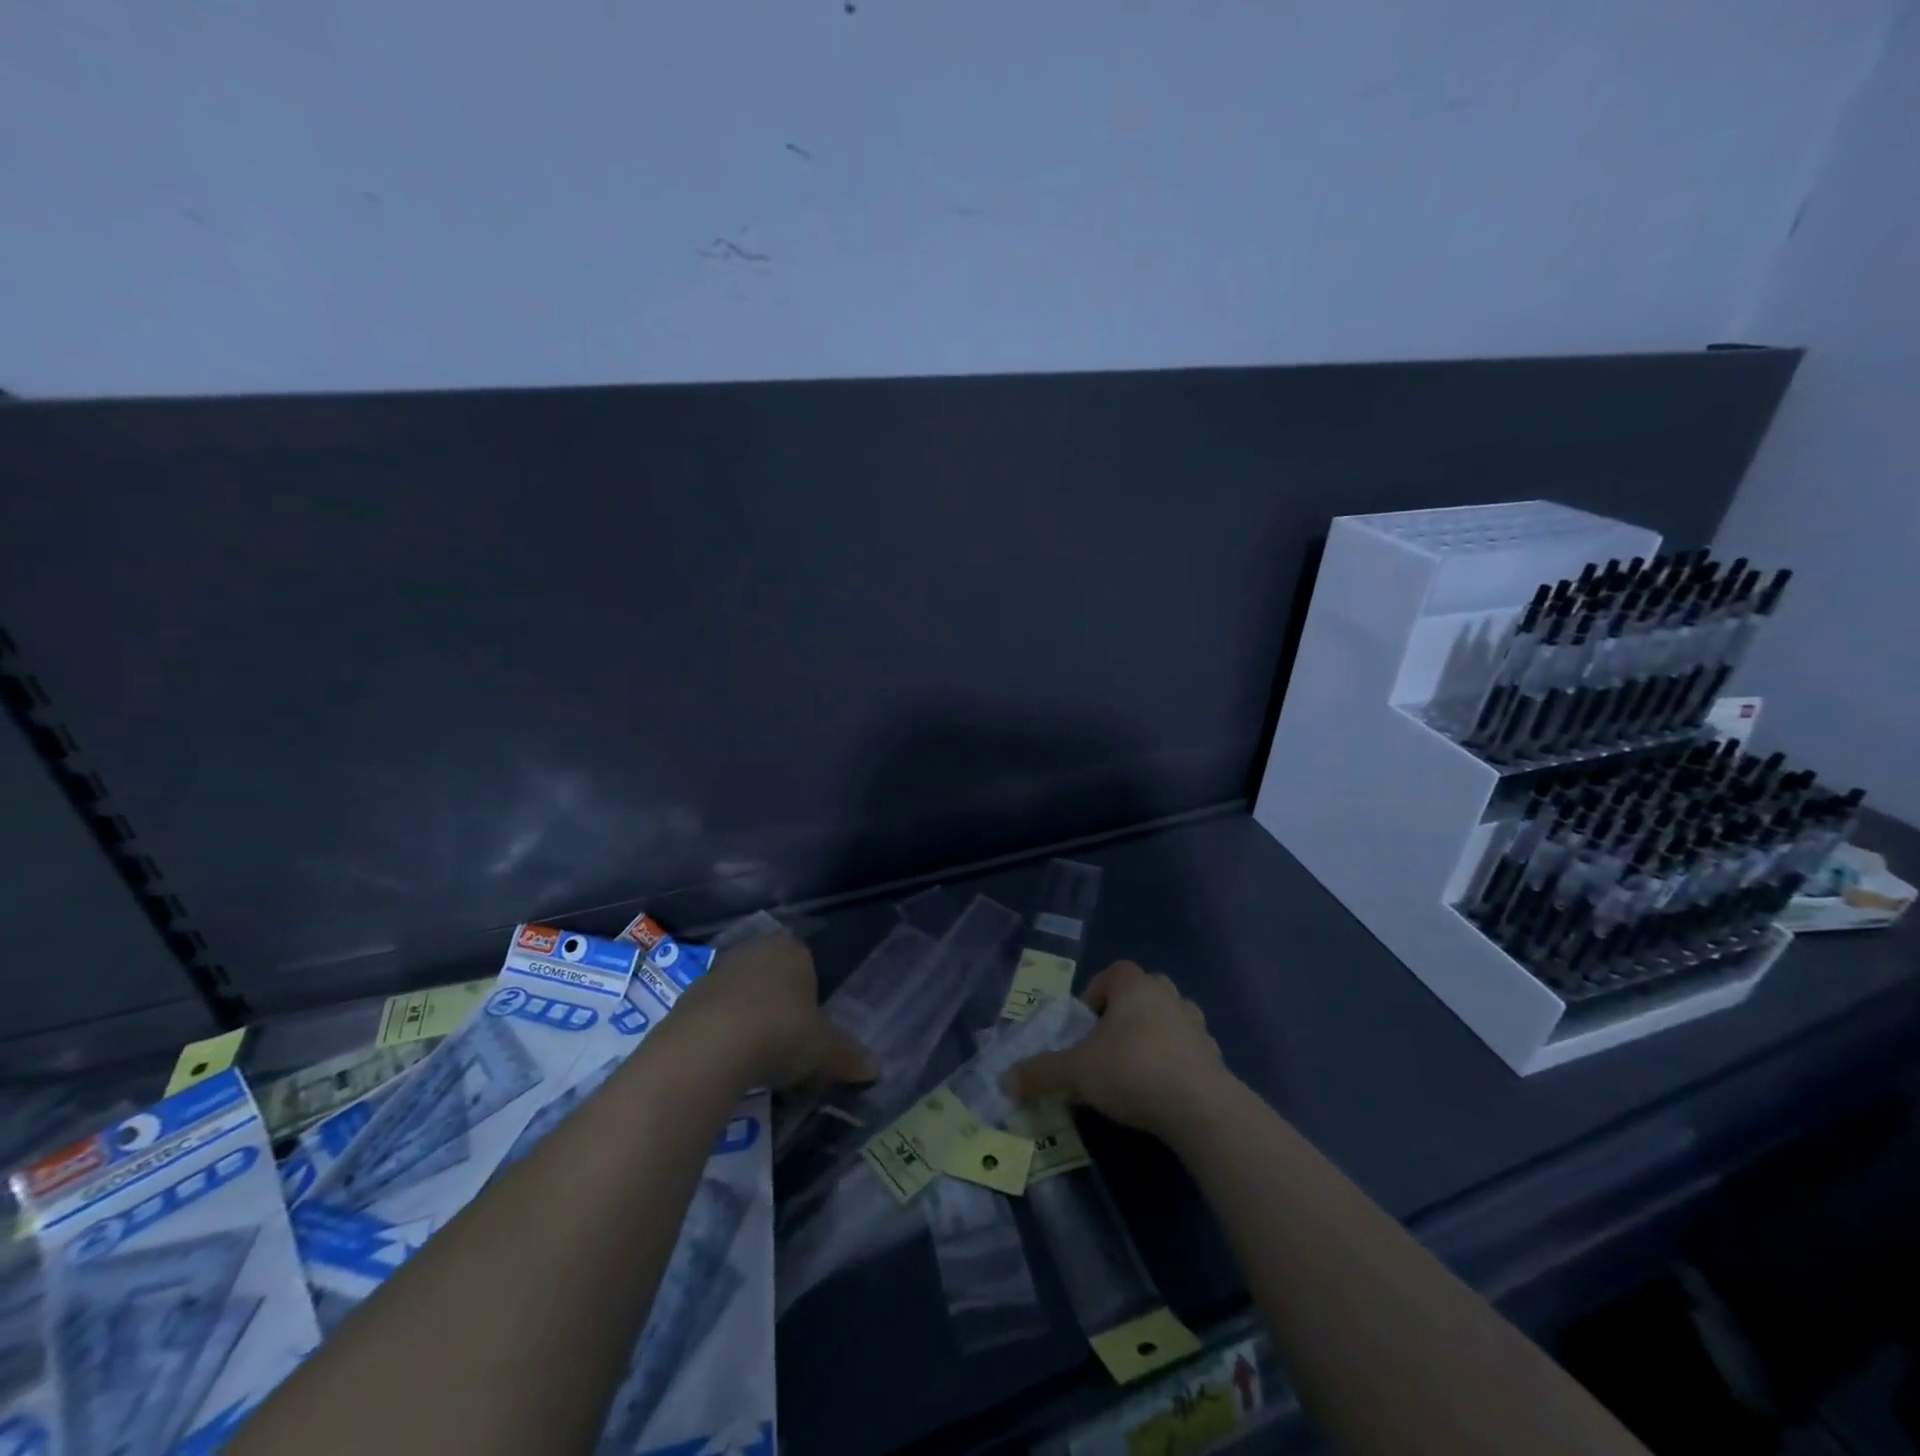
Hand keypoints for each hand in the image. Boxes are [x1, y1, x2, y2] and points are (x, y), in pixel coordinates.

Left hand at [670, 930, 875, 1091]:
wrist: (708, 1047)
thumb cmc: (780, 1033)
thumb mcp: (825, 1051)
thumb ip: (848, 1056)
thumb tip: (875, 1069)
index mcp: (792, 950)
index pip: (806, 959)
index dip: (809, 989)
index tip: (811, 1022)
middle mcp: (754, 951)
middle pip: (770, 972)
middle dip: (777, 1000)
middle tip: (786, 1038)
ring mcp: (716, 971)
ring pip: (740, 991)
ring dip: (746, 1015)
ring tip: (755, 1055)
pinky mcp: (686, 998)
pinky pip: (712, 1013)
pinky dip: (720, 1032)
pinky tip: (725, 1061)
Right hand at [1005, 960, 1226, 1141]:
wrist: (1200, 1107)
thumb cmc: (1132, 1071)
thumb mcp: (1077, 1073)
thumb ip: (1041, 1073)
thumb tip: (1004, 1080)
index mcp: (1135, 987)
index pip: (1114, 972)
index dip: (1095, 993)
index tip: (1084, 1025)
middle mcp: (1168, 996)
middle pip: (1144, 991)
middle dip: (1125, 1013)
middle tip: (1107, 1046)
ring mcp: (1196, 1025)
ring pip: (1171, 1018)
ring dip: (1154, 1035)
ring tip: (1135, 1068)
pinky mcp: (1215, 1057)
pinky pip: (1190, 1050)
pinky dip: (1177, 1062)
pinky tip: (1163, 1091)